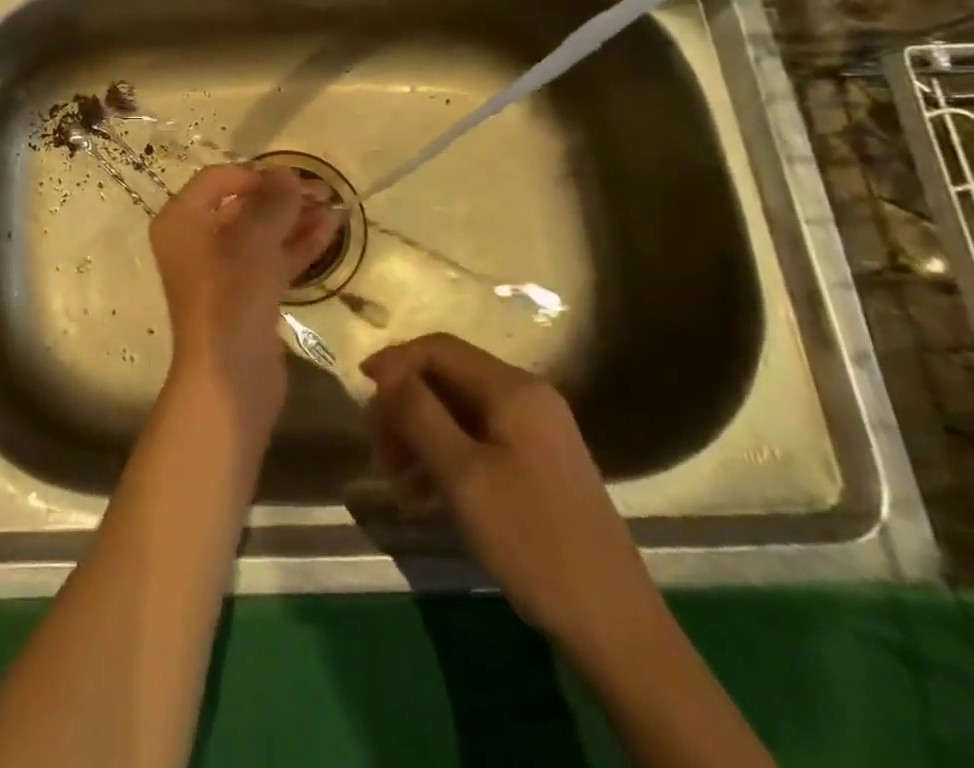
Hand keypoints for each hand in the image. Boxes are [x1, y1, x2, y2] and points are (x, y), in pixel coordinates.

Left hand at [150, 165, 340, 428]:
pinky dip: (297, 245)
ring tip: (335, 208)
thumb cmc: (231, 295)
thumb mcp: (254, 240)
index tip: (291, 179)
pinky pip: (271, 260)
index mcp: (181, 220)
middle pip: (241, 206)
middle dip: (281, 198)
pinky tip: (331, 231)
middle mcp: (195, 241)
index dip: (255, 175)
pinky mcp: (245, 295)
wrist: (229, 375)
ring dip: (295, 220)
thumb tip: (286, 173)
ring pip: (261, 234)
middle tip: (323, 191)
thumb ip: (273, 201)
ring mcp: (221, 271)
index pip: (217, 179)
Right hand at [360, 334, 661, 658]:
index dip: (395, 363)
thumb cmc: (530, 538)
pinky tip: (422, 497)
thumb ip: (418, 412)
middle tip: (376, 448)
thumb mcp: (461, 473)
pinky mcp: (537, 465)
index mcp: (513, 389)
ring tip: (394, 478)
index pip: (439, 349)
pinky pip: (477, 442)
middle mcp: (527, 398)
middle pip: (447, 380)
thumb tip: (385, 371)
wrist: (613, 624)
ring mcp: (535, 433)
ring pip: (459, 413)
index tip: (360, 390)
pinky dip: (445, 458)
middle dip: (405, 407)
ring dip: (419, 436)